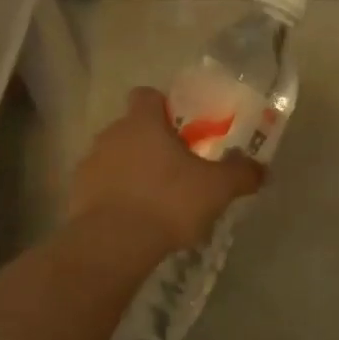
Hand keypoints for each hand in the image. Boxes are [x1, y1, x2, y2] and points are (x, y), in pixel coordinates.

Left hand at [70, 88, 265, 254]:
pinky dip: (114, 196)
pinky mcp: (76, 194)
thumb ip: (240, 174)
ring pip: (114, 157)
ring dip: (130, 170)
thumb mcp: (216, 189)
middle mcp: (111, 134)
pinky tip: (133, 219)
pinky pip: (101, 186)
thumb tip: (262, 169)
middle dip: (150, 143)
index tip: (181, 128)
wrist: (113, 244)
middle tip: (176, 168)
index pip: (147, 95)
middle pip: (131, 128)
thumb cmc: (167, 202)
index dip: (163, 107)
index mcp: (142, 122)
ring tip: (154, 199)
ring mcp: (89, 164)